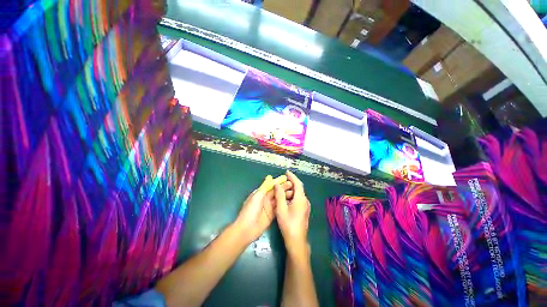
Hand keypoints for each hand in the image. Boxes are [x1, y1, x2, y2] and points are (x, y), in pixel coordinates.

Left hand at [233, 176, 292, 244]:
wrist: (247, 229)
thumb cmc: (250, 210)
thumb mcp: (257, 196)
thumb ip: (264, 188)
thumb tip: (269, 178)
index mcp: (260, 193)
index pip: (270, 186)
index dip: (278, 182)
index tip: (286, 178)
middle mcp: (265, 199)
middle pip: (275, 192)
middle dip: (283, 188)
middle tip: (292, 185)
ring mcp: (269, 207)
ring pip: (278, 199)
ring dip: (284, 195)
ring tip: (293, 192)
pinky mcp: (272, 215)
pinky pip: (279, 207)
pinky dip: (284, 204)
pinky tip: (291, 201)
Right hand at [274, 171, 310, 256]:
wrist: (296, 241)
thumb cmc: (288, 224)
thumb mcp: (281, 208)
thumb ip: (279, 195)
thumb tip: (277, 184)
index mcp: (301, 199)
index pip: (298, 183)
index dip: (292, 176)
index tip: (286, 172)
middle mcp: (305, 201)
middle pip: (298, 188)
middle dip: (290, 183)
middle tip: (281, 180)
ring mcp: (305, 206)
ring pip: (298, 194)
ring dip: (290, 190)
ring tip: (282, 188)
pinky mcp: (304, 210)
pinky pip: (298, 199)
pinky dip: (292, 195)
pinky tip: (285, 198)